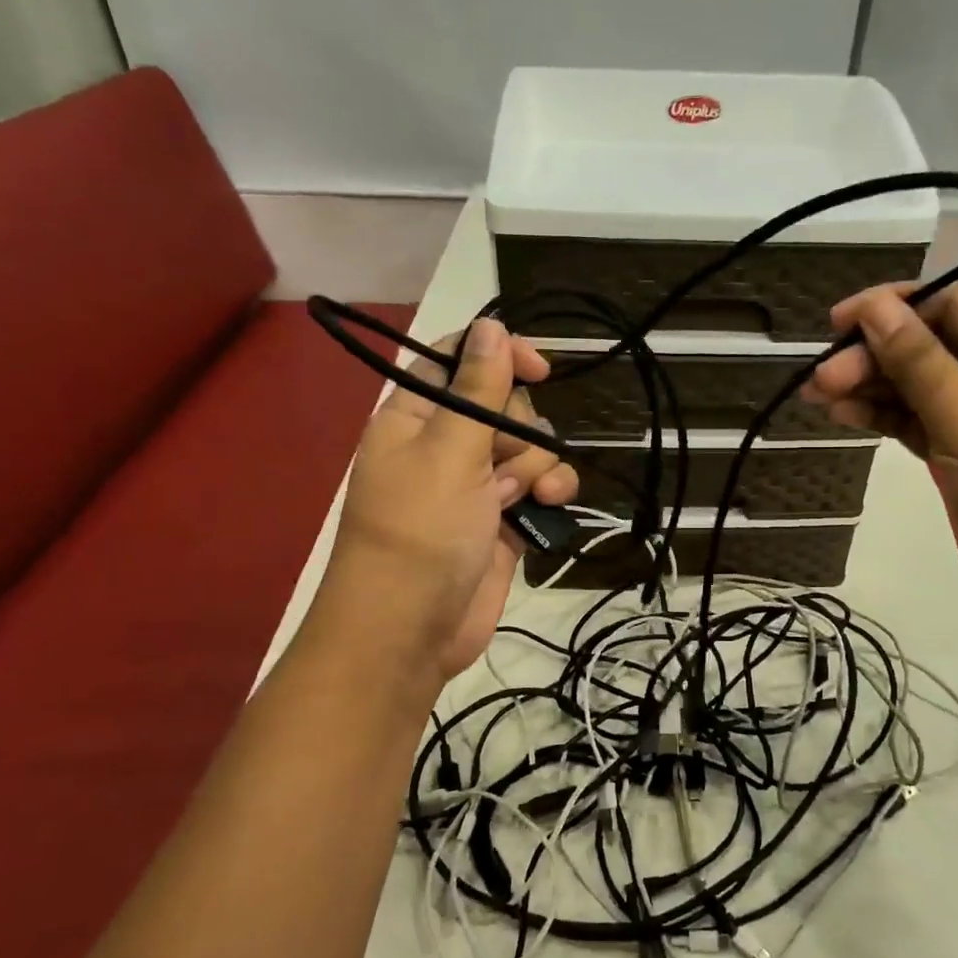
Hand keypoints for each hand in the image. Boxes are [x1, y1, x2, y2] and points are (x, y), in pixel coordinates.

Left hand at [318, 318, 577, 682]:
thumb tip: (491, 325)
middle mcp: (444, 446)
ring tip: (525, 496)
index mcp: (415, 418)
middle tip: (503, 463)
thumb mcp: (448, 451)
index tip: (539, 368)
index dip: (499, 356)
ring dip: (538, 467)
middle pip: (503, 406)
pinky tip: (548, 507)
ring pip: (527, 449)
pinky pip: (537, 489)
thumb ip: (476, 388)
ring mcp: (474, 485)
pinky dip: (548, 494)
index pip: (457, 362)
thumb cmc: (419, 531)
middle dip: (519, 430)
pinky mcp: (500, 521)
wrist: (409, 632)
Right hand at [801, 285, 957, 609]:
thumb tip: (873, 306)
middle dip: (873, 357)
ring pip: (917, 384)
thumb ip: (916, 358)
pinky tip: (844, 415)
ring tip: (818, 396)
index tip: (836, 324)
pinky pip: (918, 419)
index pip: (952, 304)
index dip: (891, 308)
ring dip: (870, 387)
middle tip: (821, 379)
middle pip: (929, 344)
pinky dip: (884, 416)